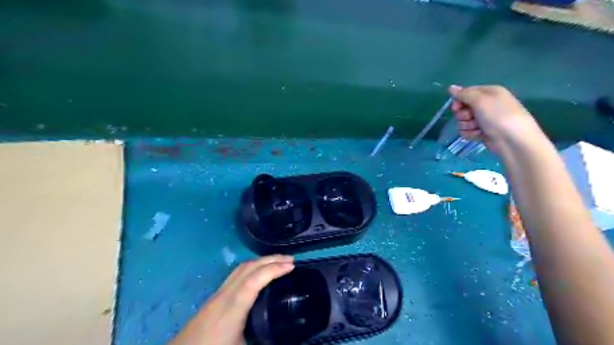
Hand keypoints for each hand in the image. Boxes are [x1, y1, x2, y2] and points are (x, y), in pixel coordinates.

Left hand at [169, 254, 294, 344]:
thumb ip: (265, 340)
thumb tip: (287, 337)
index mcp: (232, 308)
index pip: (254, 281)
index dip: (273, 270)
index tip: (291, 266)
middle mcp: (225, 295)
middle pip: (248, 268)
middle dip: (270, 260)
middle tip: (290, 260)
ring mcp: (219, 293)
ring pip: (241, 268)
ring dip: (261, 261)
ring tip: (278, 262)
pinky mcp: (215, 296)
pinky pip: (237, 274)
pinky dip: (253, 268)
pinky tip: (259, 273)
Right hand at [447, 83, 540, 150]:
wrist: (512, 140)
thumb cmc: (498, 115)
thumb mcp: (481, 100)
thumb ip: (464, 94)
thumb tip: (451, 87)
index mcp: (488, 93)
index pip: (466, 93)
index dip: (458, 100)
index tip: (456, 107)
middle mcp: (486, 105)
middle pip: (463, 108)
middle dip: (463, 115)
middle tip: (470, 117)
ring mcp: (483, 119)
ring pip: (463, 121)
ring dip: (467, 125)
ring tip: (477, 128)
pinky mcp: (481, 132)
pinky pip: (467, 131)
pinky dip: (470, 134)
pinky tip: (478, 135)